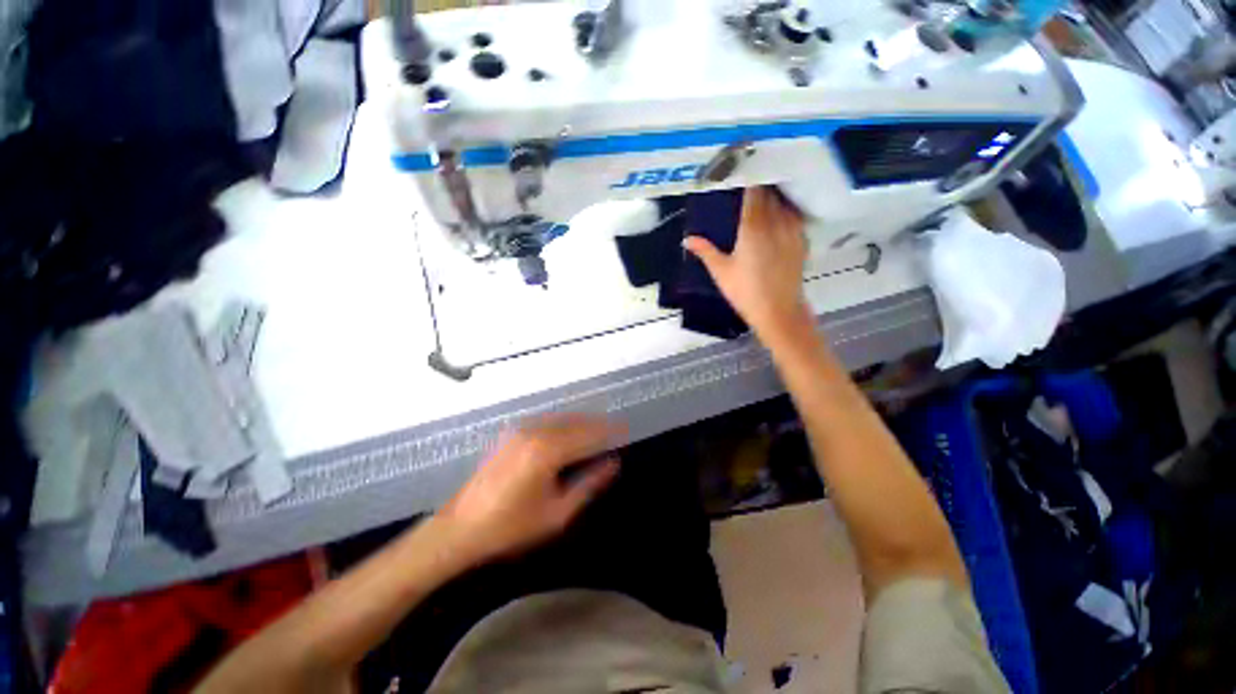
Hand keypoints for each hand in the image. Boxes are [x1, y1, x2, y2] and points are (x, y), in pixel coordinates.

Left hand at [437, 414, 622, 563]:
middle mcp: (535, 432)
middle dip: (596, 423)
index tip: (625, 429)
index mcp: (548, 451)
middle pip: (575, 421)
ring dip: (581, 421)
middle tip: (614, 428)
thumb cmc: (512, 527)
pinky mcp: (511, 434)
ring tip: (597, 429)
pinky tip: (569, 432)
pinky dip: (563, 423)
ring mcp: (520, 430)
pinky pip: (545, 421)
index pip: (588, 434)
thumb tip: (613, 464)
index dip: (609, 431)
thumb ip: (589, 484)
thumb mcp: (557, 513)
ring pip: (560, 418)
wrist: (460, 528)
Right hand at [683, 187, 812, 341]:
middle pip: (770, 193)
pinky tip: (778, 215)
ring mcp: (792, 229)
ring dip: (774, 196)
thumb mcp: (721, 272)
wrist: (778, 311)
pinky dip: (785, 210)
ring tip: (762, 197)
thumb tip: (687, 239)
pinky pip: (794, 215)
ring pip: (784, 202)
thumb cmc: (745, 292)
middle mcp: (776, 221)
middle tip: (747, 184)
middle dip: (759, 186)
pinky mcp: (802, 240)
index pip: (754, 191)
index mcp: (753, 226)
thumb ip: (705, 251)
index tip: (740, 172)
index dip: (748, 178)